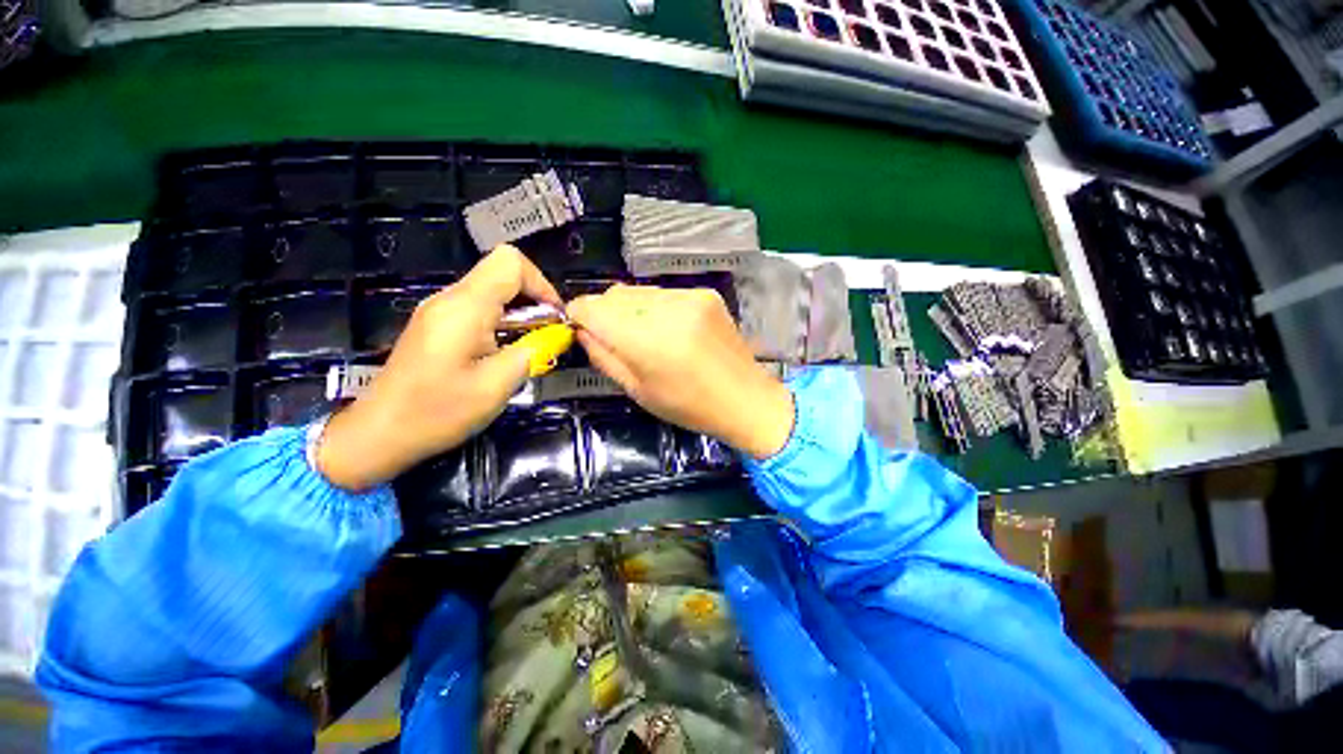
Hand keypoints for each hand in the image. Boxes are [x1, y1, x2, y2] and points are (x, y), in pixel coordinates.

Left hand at [316, 246, 563, 490]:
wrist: (380, 433)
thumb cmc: (438, 412)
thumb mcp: (496, 386)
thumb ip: (533, 352)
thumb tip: (559, 334)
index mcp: (465, 308)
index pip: (511, 263)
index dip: (541, 284)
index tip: (555, 318)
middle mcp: (451, 299)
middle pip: (503, 274)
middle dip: (535, 300)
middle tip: (548, 335)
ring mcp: (441, 311)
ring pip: (493, 291)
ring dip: (521, 313)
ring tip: (532, 346)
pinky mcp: (438, 325)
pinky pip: (479, 308)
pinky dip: (504, 322)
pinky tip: (507, 351)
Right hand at [566, 285, 793, 459]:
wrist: (745, 399)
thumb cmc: (689, 406)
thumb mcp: (637, 390)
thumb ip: (604, 356)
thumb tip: (583, 330)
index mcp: (648, 340)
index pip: (593, 308)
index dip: (578, 315)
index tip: (578, 327)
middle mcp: (668, 309)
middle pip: (614, 294)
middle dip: (604, 312)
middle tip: (613, 337)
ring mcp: (690, 296)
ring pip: (638, 291)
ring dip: (630, 309)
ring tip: (645, 335)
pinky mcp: (706, 293)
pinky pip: (664, 293)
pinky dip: (656, 307)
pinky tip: (670, 329)